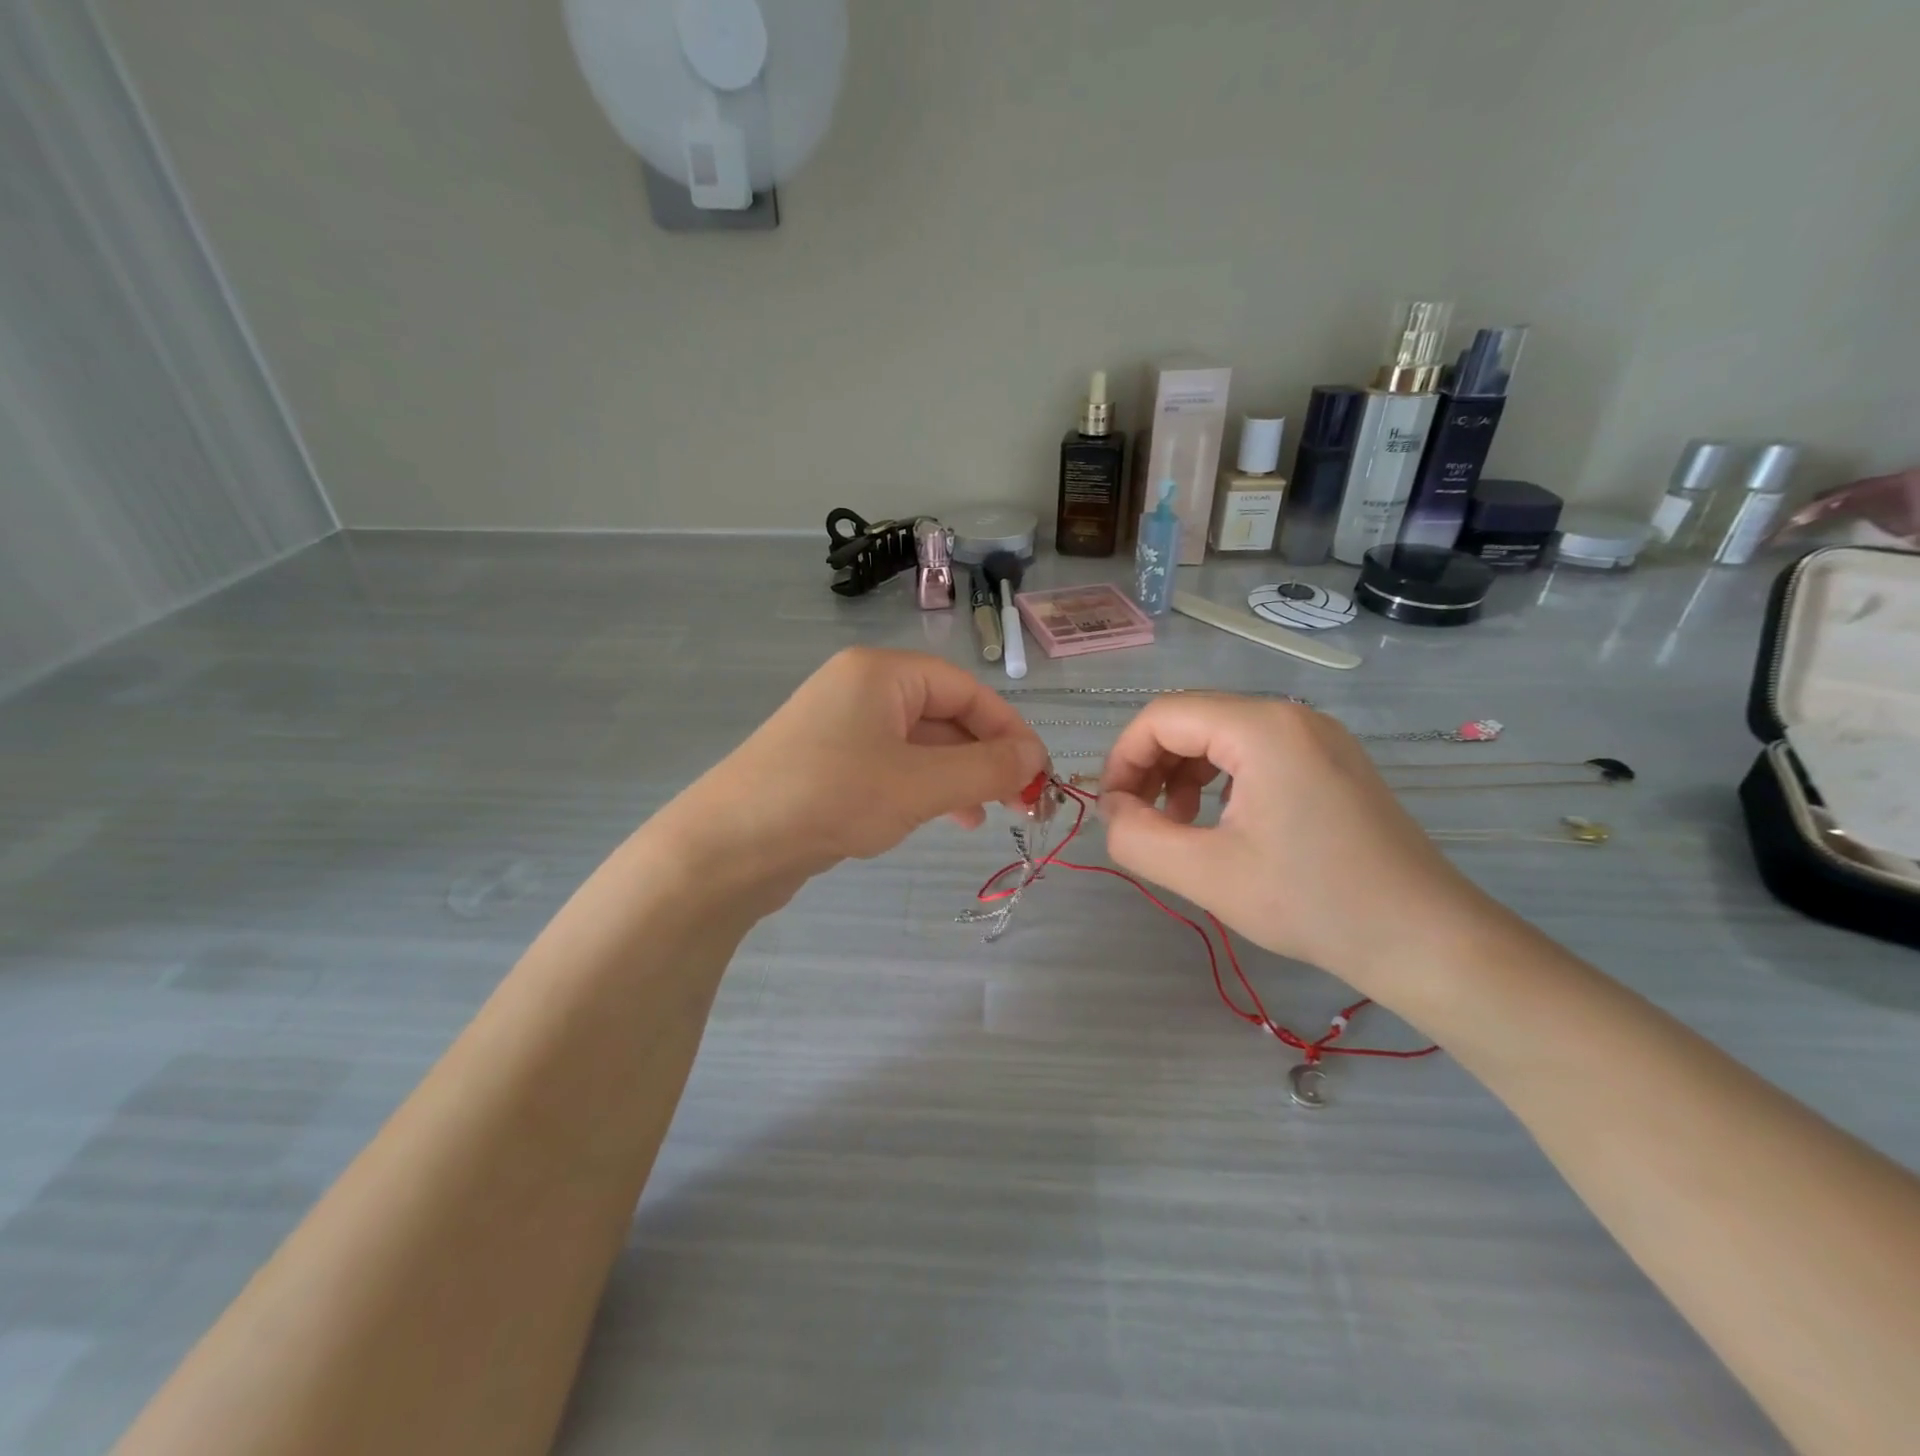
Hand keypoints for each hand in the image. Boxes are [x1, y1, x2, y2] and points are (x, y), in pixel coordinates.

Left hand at [660, 648, 1048, 890]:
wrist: (729, 846)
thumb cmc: (832, 798)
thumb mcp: (920, 784)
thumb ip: (985, 769)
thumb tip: (1034, 758)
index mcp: (881, 673)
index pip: (965, 689)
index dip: (1008, 730)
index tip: (1037, 774)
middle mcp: (860, 689)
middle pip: (943, 715)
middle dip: (984, 758)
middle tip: (1018, 802)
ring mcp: (839, 727)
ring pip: (919, 745)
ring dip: (957, 777)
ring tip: (983, 816)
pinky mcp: (827, 764)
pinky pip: (891, 766)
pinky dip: (922, 788)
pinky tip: (940, 818)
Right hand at [1097, 695, 1489, 991]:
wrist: (1426, 939)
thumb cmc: (1312, 902)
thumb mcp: (1206, 874)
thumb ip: (1137, 837)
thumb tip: (1112, 812)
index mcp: (1261, 728)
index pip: (1162, 716)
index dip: (1123, 758)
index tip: (1111, 810)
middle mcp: (1291, 716)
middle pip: (1191, 720)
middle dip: (1151, 766)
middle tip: (1139, 820)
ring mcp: (1318, 737)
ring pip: (1222, 735)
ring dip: (1183, 773)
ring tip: (1178, 825)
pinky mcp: (1332, 762)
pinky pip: (1256, 753)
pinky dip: (1221, 779)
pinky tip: (1222, 823)